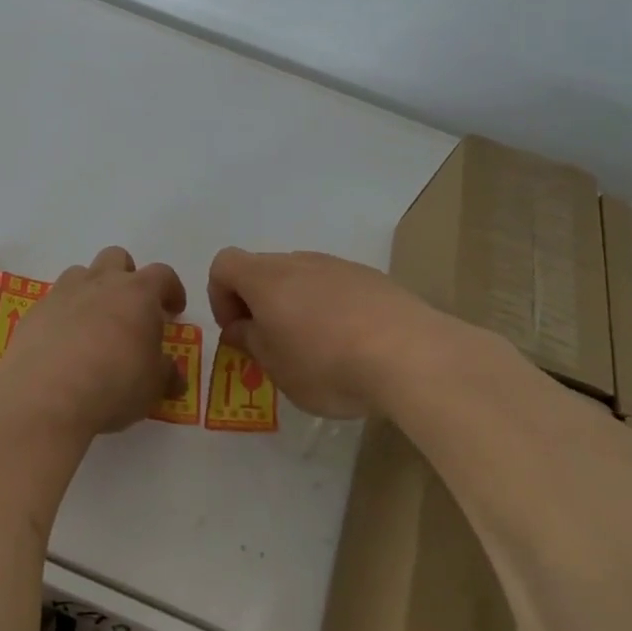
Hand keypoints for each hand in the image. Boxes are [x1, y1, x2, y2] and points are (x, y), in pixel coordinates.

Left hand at [0, 246, 186, 437]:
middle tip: (130, 309)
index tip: (174, 310)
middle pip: (116, 258)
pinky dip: (63, 315)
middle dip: (126, 276)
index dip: (171, 290)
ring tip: (94, 324)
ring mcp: (63, 293)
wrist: (45, 396)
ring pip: (80, 274)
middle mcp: (100, 283)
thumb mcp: (153, 387)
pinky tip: (63, 345)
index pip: (162, 275)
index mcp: (137, 293)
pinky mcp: (34, 312)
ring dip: (91, 290)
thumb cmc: (113, 385)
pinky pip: (54, 302)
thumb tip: (171, 373)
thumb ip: (164, 373)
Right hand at [207, 248, 482, 418]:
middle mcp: (300, 262)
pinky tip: (353, 344)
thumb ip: (252, 342)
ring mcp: (340, 266)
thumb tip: (241, 327)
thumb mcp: (277, 368)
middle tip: (274, 346)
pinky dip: (332, 308)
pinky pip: (337, 286)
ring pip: (302, 277)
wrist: (411, 355)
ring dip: (296, 305)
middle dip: (259, 303)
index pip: (224, 264)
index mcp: (267, 279)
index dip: (220, 296)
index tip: (238, 331)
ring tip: (317, 349)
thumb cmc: (328, 365)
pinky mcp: (373, 279)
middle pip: (264, 269)